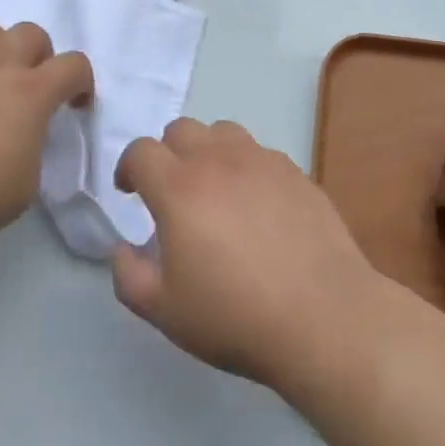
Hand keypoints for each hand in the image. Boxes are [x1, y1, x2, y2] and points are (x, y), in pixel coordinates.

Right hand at [110, 118, 383, 391]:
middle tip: (170, 191)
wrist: (322, 315)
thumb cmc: (234, 316)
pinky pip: (259, 152)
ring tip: (214, 189)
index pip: (142, 151)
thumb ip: (129, 276)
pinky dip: (246, 167)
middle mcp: (218, 160)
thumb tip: (123, 249)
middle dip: (166, 153)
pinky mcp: (295, 171)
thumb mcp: (165, 311)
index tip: (130, 191)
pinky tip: (256, 205)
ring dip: (207, 151)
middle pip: (181, 129)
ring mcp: (261, 160)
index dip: (128, 167)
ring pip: (223, 131)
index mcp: (179, 188)